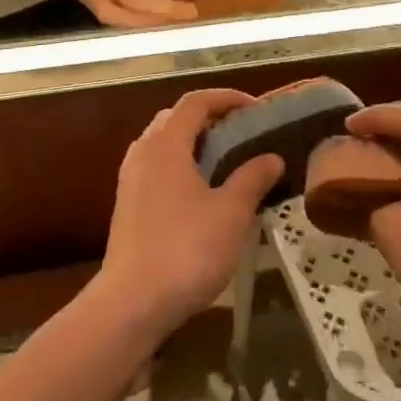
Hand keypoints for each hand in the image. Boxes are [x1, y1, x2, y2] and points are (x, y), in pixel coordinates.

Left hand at [97, 90, 285, 341]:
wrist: (133, 302)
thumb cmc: (187, 249)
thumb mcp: (231, 212)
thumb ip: (252, 178)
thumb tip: (272, 157)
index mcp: (165, 144)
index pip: (196, 102)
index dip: (227, 98)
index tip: (257, 108)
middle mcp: (143, 153)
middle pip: (175, 118)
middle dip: (209, 118)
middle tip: (242, 132)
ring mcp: (130, 180)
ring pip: (163, 144)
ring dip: (194, 143)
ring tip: (226, 160)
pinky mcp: (128, 205)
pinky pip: (157, 168)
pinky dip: (181, 165)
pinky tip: (203, 192)